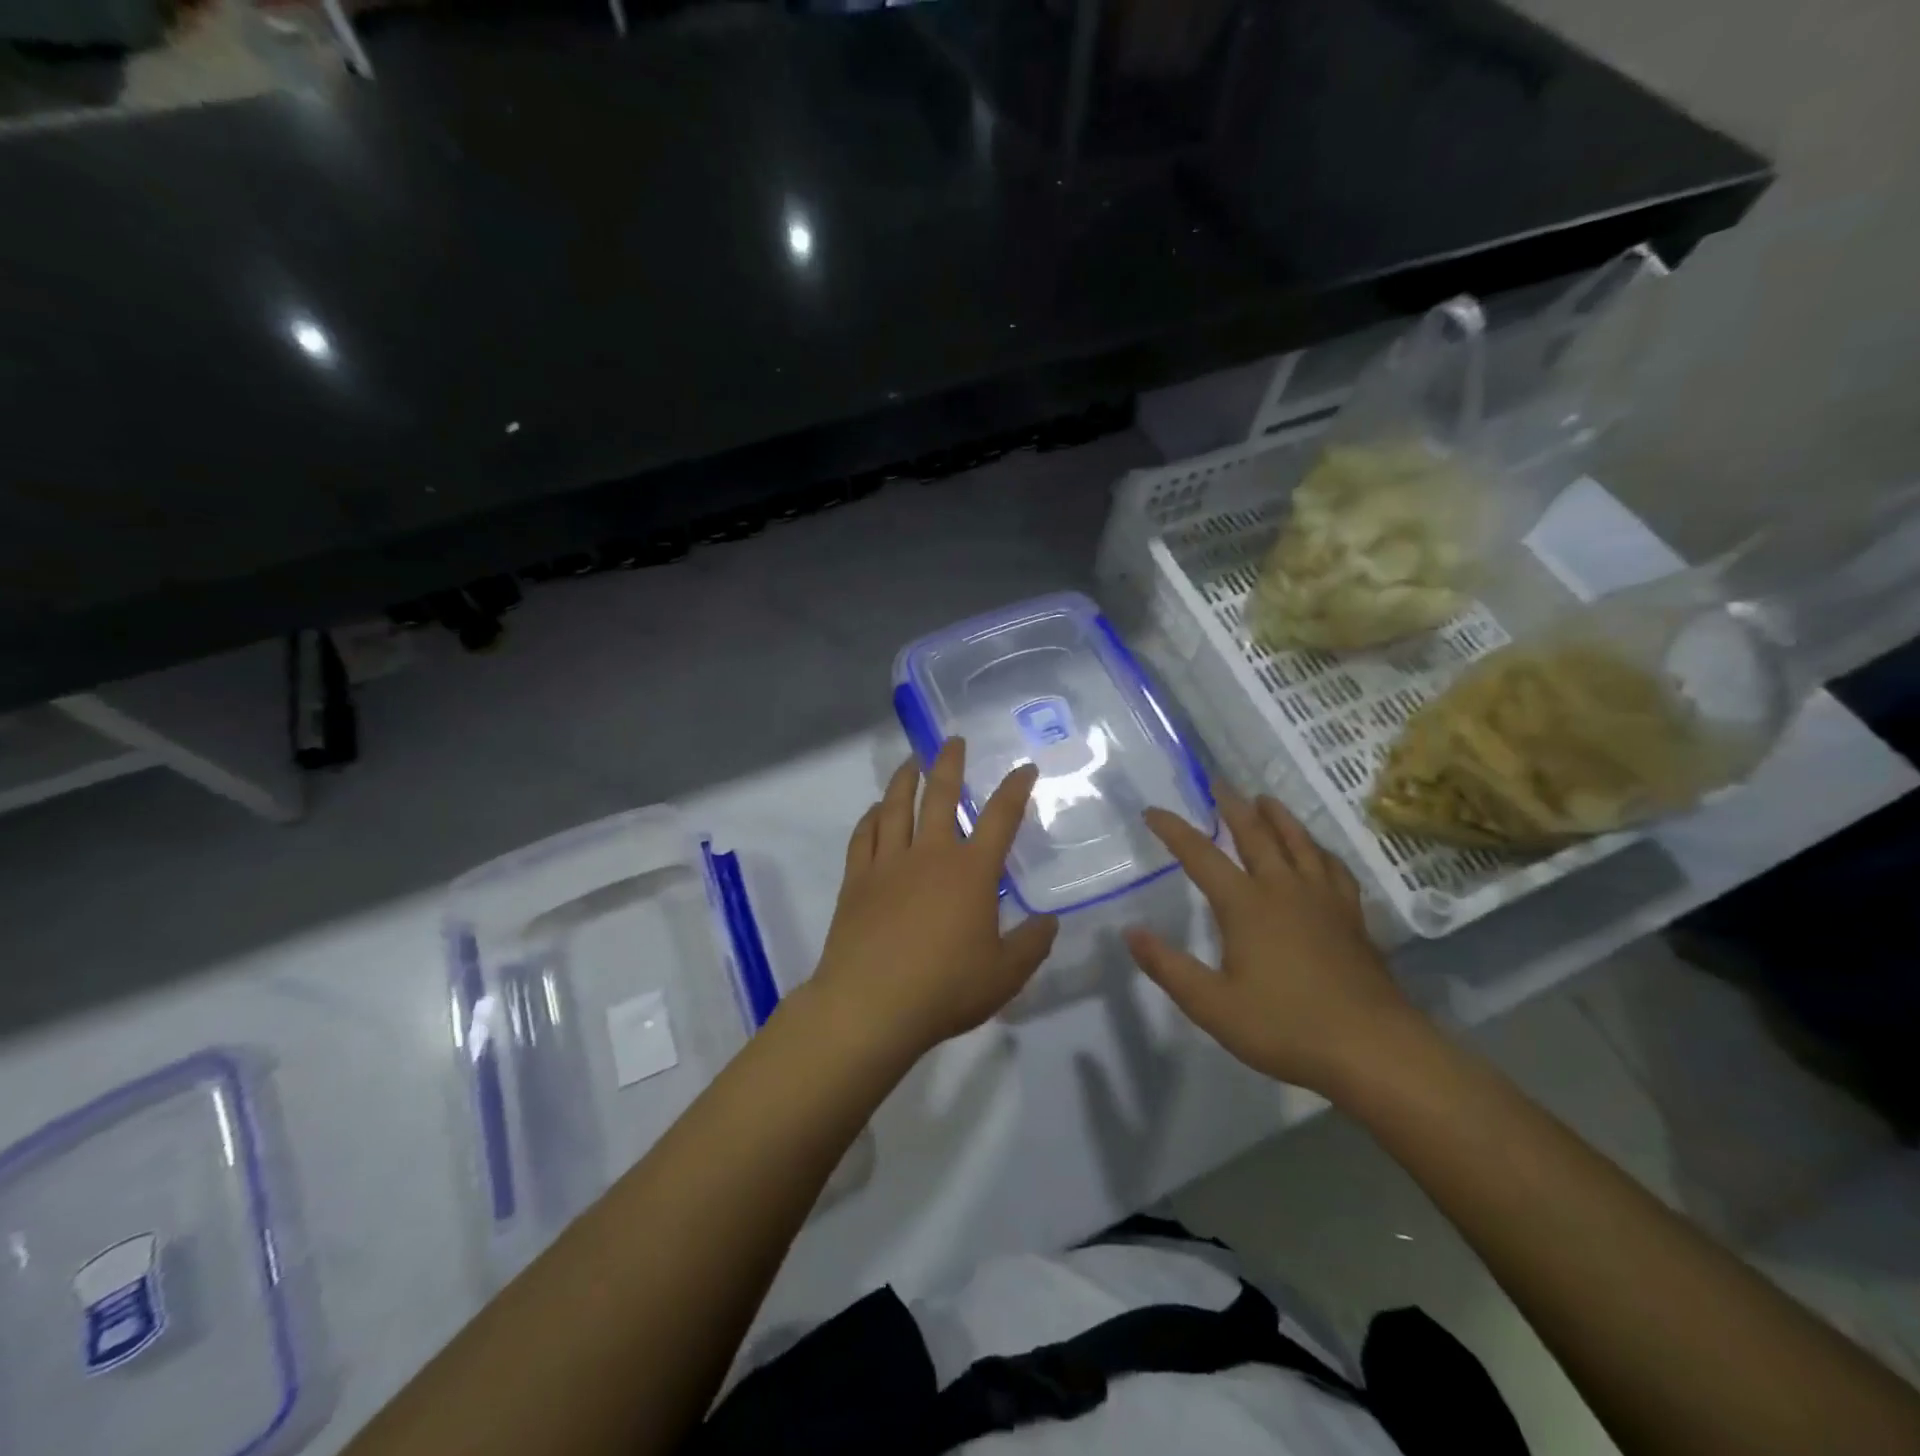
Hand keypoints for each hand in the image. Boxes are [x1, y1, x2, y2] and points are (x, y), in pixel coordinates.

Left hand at [808, 739, 1058, 1059]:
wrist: (870, 1005)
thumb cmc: (945, 989)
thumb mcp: (1005, 975)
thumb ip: (1031, 944)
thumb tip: (1049, 921)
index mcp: (971, 872)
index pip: (1000, 818)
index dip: (1015, 788)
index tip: (1024, 768)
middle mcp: (930, 854)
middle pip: (941, 795)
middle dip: (950, 763)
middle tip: (953, 740)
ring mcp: (888, 863)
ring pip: (896, 806)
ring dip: (904, 779)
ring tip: (911, 761)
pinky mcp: (857, 880)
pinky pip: (863, 836)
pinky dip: (870, 817)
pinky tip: (875, 810)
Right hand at [1125, 791, 1422, 1094]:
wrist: (1373, 1049)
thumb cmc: (1285, 1027)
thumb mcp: (1212, 1005)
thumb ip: (1168, 967)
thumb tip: (1130, 931)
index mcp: (1245, 905)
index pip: (1200, 855)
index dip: (1174, 830)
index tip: (1153, 811)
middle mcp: (1283, 889)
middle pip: (1255, 834)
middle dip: (1232, 807)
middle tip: (1218, 783)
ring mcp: (1323, 900)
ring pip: (1298, 842)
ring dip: (1278, 817)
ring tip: (1264, 799)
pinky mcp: (1352, 917)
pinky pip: (1333, 868)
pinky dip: (1319, 850)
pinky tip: (1318, 853)